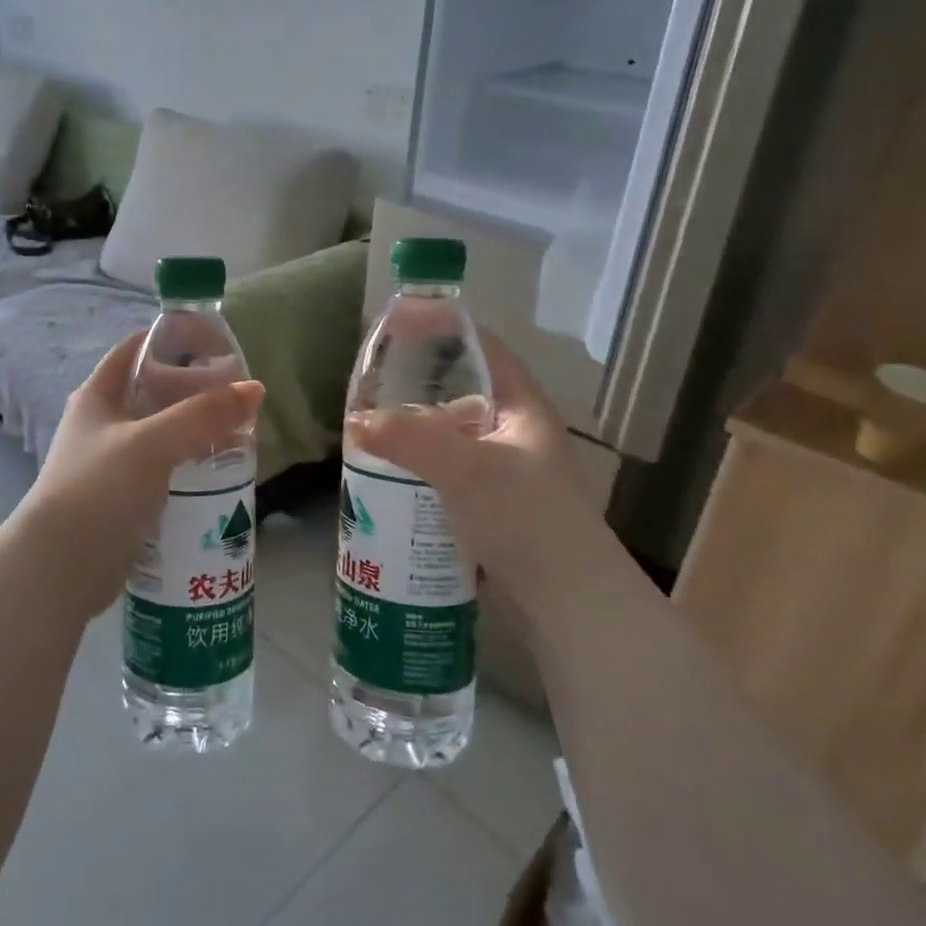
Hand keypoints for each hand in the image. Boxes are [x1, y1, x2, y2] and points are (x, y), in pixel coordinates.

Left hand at [17, 333, 264, 613]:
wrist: (62, 567)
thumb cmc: (100, 489)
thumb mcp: (154, 443)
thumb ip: (203, 415)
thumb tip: (255, 389)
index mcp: (98, 396)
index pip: (136, 349)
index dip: (172, 340)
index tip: (216, 345)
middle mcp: (101, 424)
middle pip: (154, 393)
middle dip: (193, 392)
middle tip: (237, 397)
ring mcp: (110, 463)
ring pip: (161, 435)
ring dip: (194, 433)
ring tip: (238, 435)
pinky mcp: (122, 499)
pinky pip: (162, 471)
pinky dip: (187, 468)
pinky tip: (217, 475)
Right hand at [345, 333, 611, 598]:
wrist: (570, 606)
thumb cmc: (527, 520)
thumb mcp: (466, 470)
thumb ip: (409, 438)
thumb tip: (355, 421)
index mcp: (524, 407)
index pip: (482, 347)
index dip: (441, 326)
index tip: (396, 319)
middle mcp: (518, 432)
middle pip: (462, 389)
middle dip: (417, 382)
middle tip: (372, 381)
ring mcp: (508, 471)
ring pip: (453, 434)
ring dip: (415, 428)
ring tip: (372, 428)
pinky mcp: (495, 506)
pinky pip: (449, 470)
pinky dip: (420, 465)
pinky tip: (391, 475)